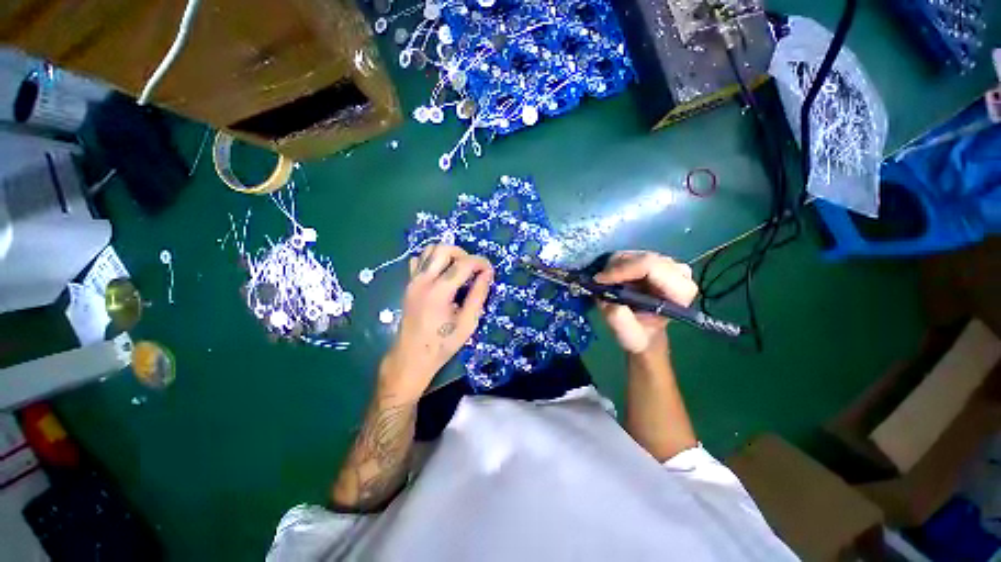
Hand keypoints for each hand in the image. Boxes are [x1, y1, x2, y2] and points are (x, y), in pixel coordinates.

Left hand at [380, 245, 493, 399]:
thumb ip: (478, 295)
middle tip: (473, 269)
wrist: (412, 356)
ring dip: (448, 254)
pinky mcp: (409, 284)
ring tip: (458, 270)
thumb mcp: (468, 323)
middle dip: (463, 253)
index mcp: (439, 291)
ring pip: (429, 250)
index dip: (480, 262)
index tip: (490, 271)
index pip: (463, 263)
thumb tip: (487, 274)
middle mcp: (423, 280)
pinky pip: (419, 260)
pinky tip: (441, 274)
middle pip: (443, 248)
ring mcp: (413, 280)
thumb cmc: (443, 343)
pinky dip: (432, 260)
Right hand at [594, 251, 697, 355]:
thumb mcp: (628, 335)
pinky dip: (616, 264)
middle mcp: (679, 273)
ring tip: (606, 284)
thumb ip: (618, 319)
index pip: (650, 266)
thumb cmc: (639, 335)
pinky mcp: (655, 261)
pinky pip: (630, 255)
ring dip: (613, 267)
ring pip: (633, 254)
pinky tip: (613, 279)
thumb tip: (606, 299)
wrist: (644, 331)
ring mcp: (668, 264)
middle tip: (598, 283)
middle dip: (615, 268)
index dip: (622, 270)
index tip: (600, 281)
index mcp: (680, 291)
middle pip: (641, 258)